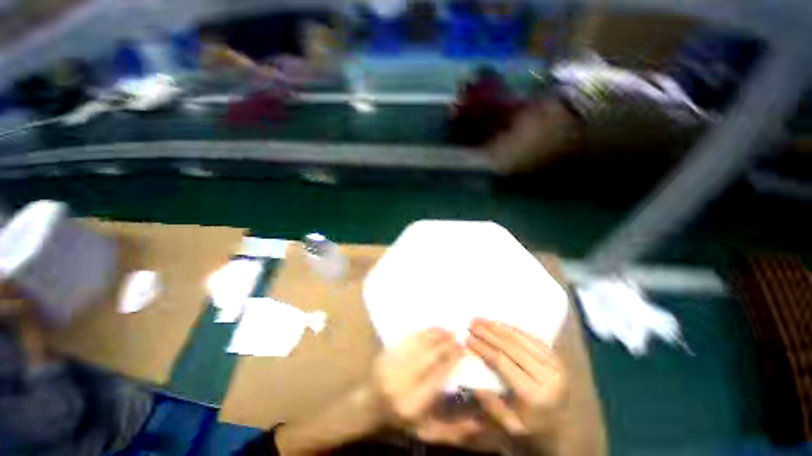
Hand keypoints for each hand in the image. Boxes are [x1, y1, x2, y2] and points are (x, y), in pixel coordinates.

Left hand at [369, 328, 482, 444]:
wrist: (370, 404)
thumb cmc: (402, 419)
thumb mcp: (426, 431)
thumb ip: (453, 430)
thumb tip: (479, 423)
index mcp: (413, 405)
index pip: (437, 378)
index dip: (451, 361)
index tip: (463, 350)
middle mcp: (401, 384)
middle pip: (429, 358)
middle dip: (445, 345)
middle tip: (459, 336)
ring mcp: (391, 366)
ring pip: (419, 345)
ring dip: (436, 335)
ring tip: (449, 329)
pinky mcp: (386, 353)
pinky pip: (408, 339)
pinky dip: (422, 332)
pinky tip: (433, 328)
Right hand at [468, 319, 566, 441]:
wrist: (565, 428)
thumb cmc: (535, 428)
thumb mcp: (511, 426)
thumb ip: (491, 405)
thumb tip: (472, 379)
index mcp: (534, 394)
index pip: (502, 362)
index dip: (483, 348)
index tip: (468, 339)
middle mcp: (547, 376)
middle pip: (511, 346)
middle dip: (488, 333)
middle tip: (472, 323)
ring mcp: (554, 364)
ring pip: (521, 338)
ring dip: (498, 326)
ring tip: (482, 319)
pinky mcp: (556, 357)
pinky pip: (532, 337)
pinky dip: (513, 329)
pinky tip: (500, 324)